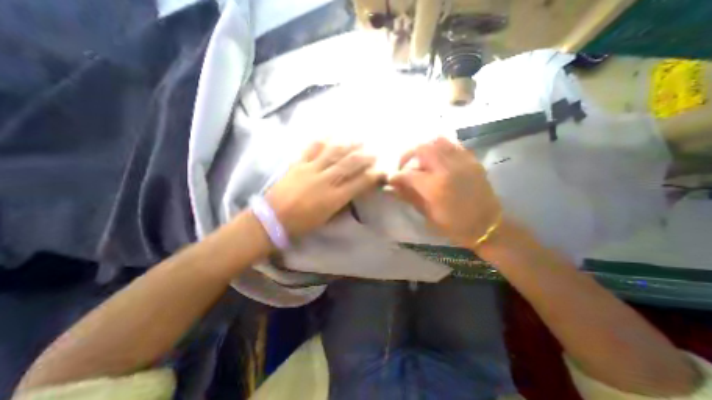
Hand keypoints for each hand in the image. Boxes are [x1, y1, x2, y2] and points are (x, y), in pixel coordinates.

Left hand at [263, 142, 383, 236]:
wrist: (273, 219)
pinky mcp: (298, 164)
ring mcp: (311, 169)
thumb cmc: (302, 223)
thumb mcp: (326, 218)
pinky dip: (323, 139)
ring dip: (349, 144)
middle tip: (374, 151)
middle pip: (349, 164)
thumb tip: (352, 194)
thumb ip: (341, 204)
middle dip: (364, 157)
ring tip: (359, 139)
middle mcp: (325, 181)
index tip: (381, 170)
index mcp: (334, 198)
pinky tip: (331, 133)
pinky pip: (312, 148)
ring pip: (333, 153)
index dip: (372, 176)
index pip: (359, 183)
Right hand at [388, 138, 499, 248]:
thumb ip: (408, 196)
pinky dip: (439, 147)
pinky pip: (453, 145)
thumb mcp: (427, 214)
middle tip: (403, 166)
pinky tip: (436, 158)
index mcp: (435, 187)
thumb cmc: (454, 226)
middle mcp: (448, 169)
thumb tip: (391, 187)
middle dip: (407, 155)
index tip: (391, 179)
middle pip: (421, 148)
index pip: (408, 174)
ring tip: (419, 159)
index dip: (396, 176)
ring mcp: (462, 162)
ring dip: (423, 148)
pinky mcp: (472, 160)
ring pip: (437, 141)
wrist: (488, 226)